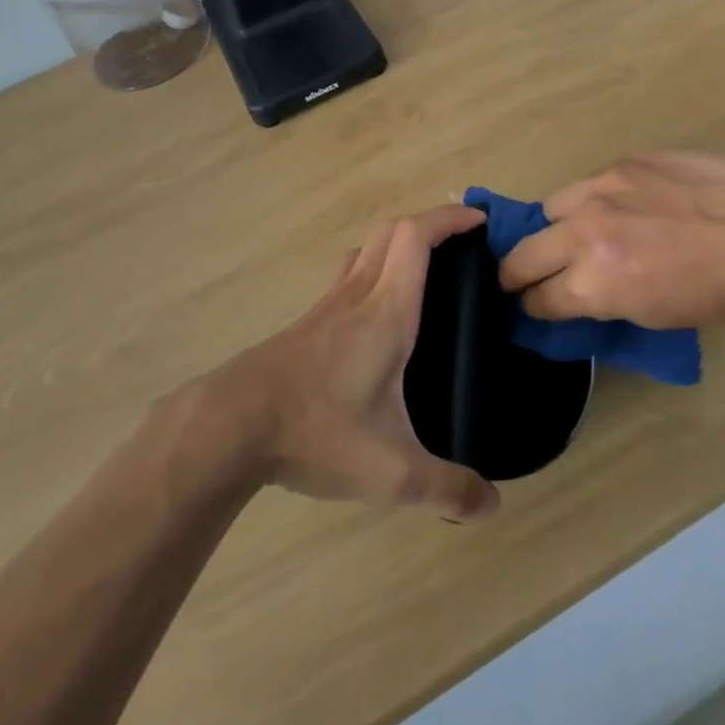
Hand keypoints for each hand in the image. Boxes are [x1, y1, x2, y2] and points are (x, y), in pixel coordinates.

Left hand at [201, 204, 500, 521]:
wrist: (232, 425)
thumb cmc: (317, 431)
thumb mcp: (392, 471)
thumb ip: (447, 487)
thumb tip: (492, 506)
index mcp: (388, 311)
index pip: (417, 237)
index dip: (449, 219)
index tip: (478, 220)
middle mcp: (358, 295)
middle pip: (392, 231)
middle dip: (429, 225)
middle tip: (459, 247)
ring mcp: (326, 305)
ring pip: (365, 250)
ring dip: (396, 245)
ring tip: (423, 273)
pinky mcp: (305, 324)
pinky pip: (346, 276)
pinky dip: (371, 271)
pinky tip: (376, 316)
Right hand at [498, 153, 724, 328]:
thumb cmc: (721, 291)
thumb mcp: (654, 314)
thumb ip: (603, 300)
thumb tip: (578, 293)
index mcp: (593, 282)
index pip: (538, 299)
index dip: (532, 307)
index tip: (532, 306)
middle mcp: (584, 232)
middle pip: (523, 255)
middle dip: (516, 273)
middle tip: (520, 279)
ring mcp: (601, 188)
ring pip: (548, 209)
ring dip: (552, 229)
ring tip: (569, 235)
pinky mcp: (623, 162)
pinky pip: (588, 184)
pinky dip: (590, 201)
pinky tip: (615, 207)